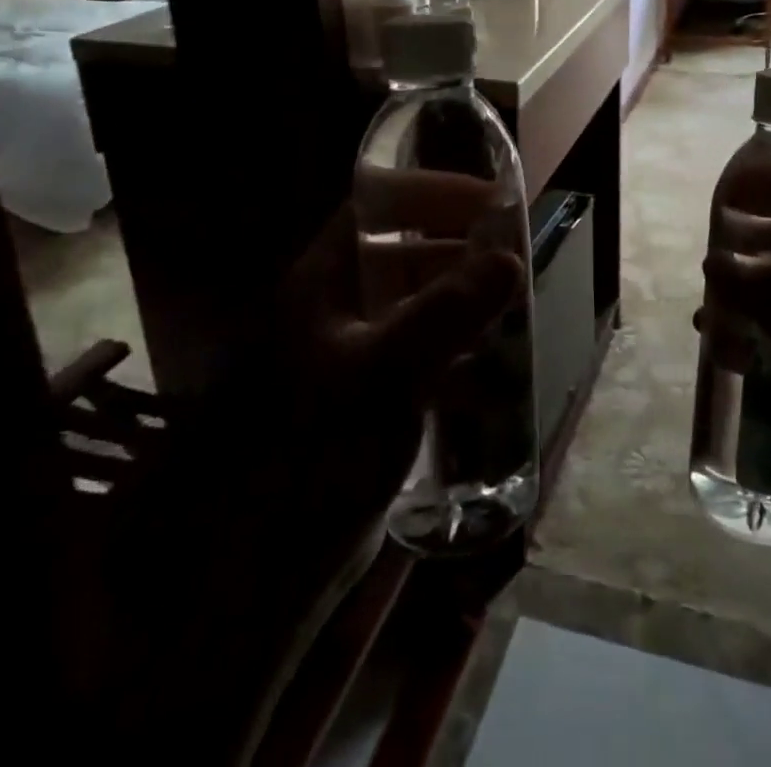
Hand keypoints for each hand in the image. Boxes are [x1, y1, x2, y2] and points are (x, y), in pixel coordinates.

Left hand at [264, 185, 524, 550]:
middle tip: (514, 259)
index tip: (492, 202)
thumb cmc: (310, 455)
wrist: (255, 578)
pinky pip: (419, 357)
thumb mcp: (383, 376)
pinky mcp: (365, 402)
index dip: (433, 193)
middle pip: (404, 254)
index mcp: (325, 282)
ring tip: (514, 309)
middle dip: (460, 249)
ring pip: (416, 306)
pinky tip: (490, 375)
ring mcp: (350, 356)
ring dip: (462, 303)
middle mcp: (336, 308)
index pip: (379, 207)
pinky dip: (454, 355)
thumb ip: (445, 314)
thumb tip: (509, 258)